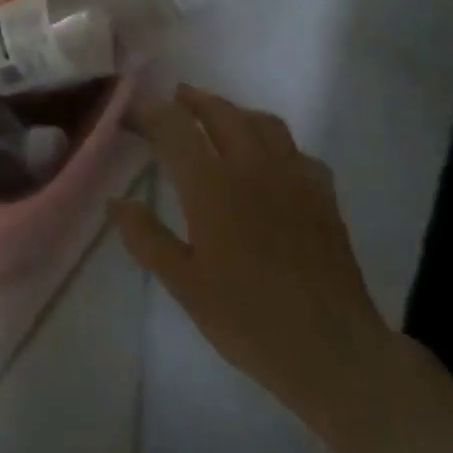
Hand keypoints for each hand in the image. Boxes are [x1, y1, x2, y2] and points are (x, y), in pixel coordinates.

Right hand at [113, 85, 394, 444]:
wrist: (334, 352)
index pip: (174, 128)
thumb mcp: (184, 285)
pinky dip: (274, 143)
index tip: (129, 114)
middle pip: (220, 112)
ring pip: (262, 122)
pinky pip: (296, 150)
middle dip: (192, 100)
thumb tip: (118, 201)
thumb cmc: (250, 319)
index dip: (148, 113)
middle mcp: (252, 167)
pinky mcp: (322, 196)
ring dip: (234, 112)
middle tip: (172, 101)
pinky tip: (269, 162)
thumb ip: (146, 238)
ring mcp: (293, 177)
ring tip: (217, 120)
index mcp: (212, 186)